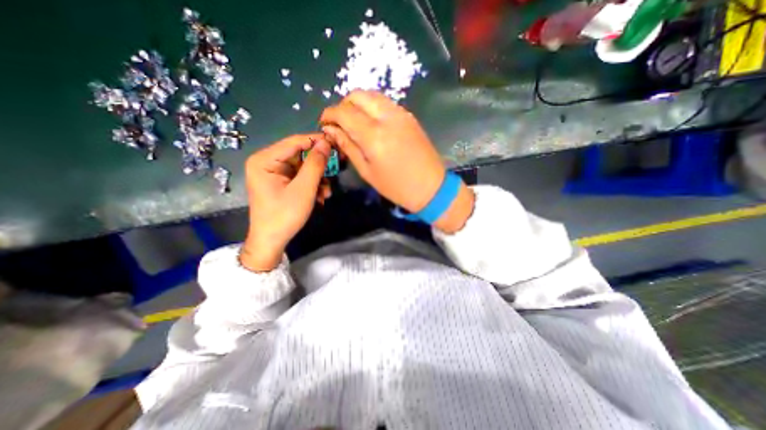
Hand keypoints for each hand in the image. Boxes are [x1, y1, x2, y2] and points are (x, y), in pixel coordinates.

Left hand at [240, 135, 329, 269]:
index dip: (316, 141)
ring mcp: (273, 174)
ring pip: (303, 168)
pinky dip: (311, 186)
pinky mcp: (280, 183)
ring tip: (325, 194)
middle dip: (318, 168)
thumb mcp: (304, 188)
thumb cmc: (284, 214)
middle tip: (334, 172)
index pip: (294, 142)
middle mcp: (267, 163)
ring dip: (317, 180)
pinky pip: (300, 178)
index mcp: (264, 160)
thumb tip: (326, 143)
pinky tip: (319, 198)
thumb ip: (315, 164)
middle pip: (299, 156)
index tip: (336, 143)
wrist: (272, 241)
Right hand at [320, 87, 473, 232]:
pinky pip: (385, 103)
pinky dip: (373, 107)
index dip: (329, 114)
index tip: (324, 123)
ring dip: (358, 104)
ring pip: (372, 95)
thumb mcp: (367, 171)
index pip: (344, 112)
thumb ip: (348, 146)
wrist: (431, 187)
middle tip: (340, 124)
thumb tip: (330, 130)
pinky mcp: (409, 116)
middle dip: (343, 105)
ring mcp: (401, 114)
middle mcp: (387, 117)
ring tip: (355, 123)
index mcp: (374, 135)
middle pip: (357, 95)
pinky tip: (372, 123)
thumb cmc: (396, 186)